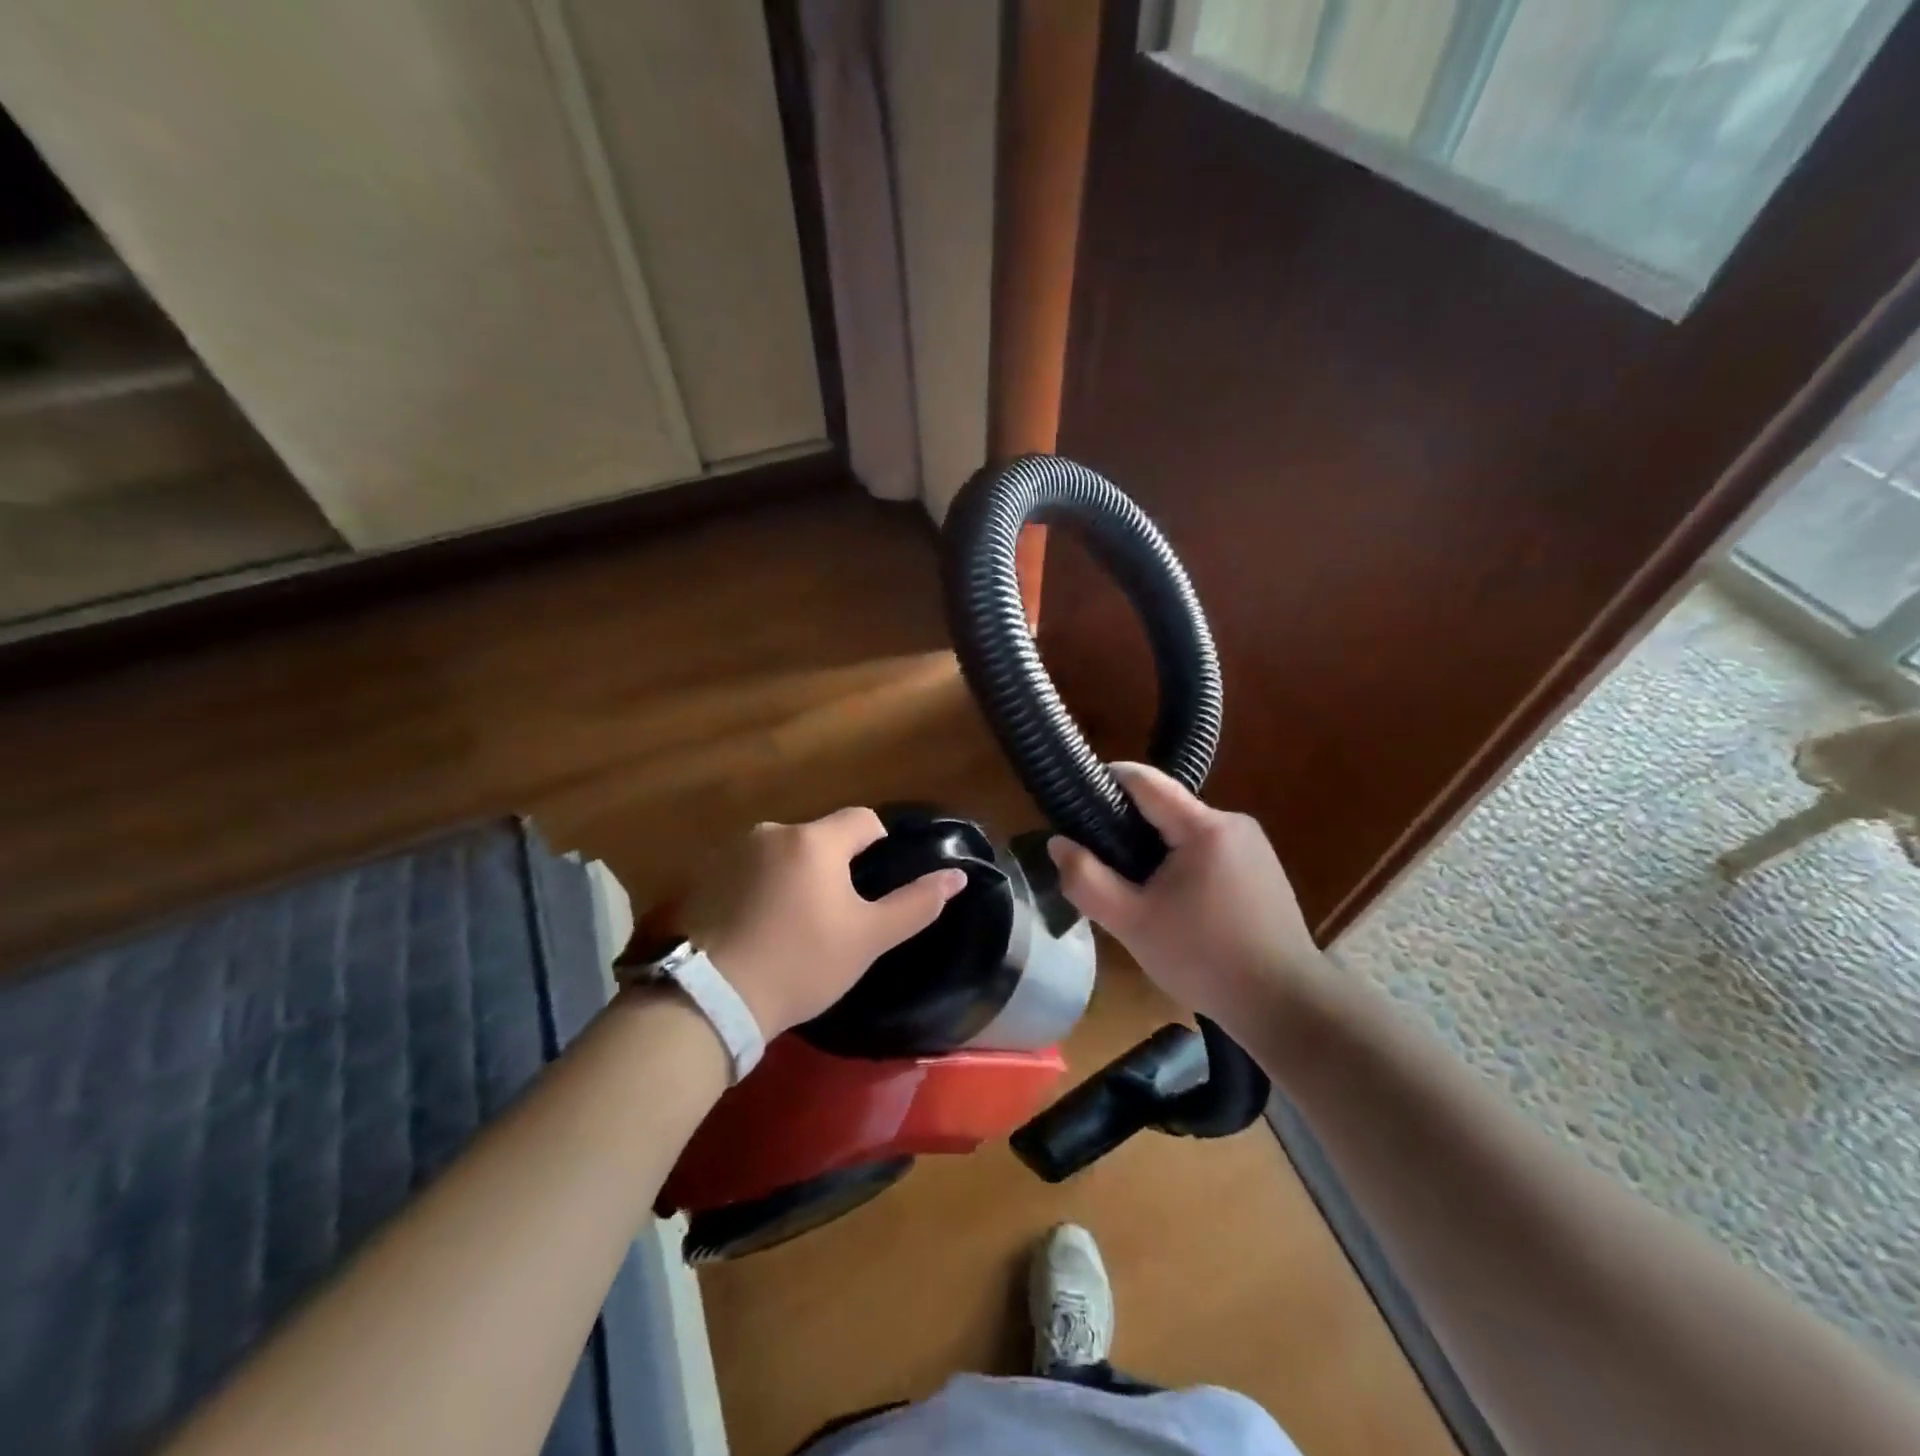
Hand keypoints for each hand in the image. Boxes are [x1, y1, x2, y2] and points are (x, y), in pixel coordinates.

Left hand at [680, 807, 966, 1037]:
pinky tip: (754, 928)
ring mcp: (731, 852)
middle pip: (819, 838)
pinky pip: (747, 870)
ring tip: (789, 926)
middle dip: (832, 867)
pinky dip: (758, 888)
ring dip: (793, 875)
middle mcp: (772, 832)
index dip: (877, 845)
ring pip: (782, 853)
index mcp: (815, 840)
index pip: (862, 819)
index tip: (871, 886)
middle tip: (832, 917)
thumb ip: (916, 903)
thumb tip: (958, 875)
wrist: (711, 999)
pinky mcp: (702, 876)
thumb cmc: (801, 964)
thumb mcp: (868, 938)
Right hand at [1046, 762, 1328, 1035]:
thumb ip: (1087, 879)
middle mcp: (1233, 823)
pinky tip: (1176, 905)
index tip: (1076, 799)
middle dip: (1129, 829)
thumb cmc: (1204, 959)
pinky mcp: (1263, 869)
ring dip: (1157, 852)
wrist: (1285, 1005)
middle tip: (1101, 865)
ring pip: (1186, 833)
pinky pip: (1209, 852)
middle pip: (1165, 809)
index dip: (1106, 781)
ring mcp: (1253, 846)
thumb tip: (1058, 842)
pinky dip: (1183, 866)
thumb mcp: (1132, 923)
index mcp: (1204, 827)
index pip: (1145, 781)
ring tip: (1136, 892)